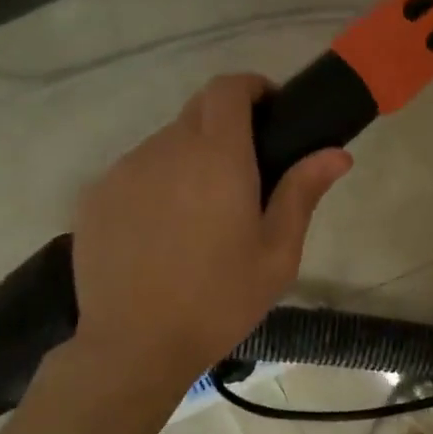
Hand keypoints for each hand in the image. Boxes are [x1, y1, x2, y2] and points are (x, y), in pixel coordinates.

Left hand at [71, 74, 351, 385]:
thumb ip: (302, 192)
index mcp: (217, 157)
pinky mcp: (95, 196)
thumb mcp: (277, 253)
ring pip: (165, 143)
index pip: (228, 88)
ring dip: (190, 159)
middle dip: (226, 125)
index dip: (252, 88)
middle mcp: (165, 149)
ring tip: (203, 213)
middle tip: (247, 173)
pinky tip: (164, 232)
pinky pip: (136, 172)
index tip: (271, 111)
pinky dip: (157, 184)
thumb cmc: (219, 300)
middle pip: (197, 111)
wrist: (136, 345)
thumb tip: (337, 152)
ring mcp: (123, 171)